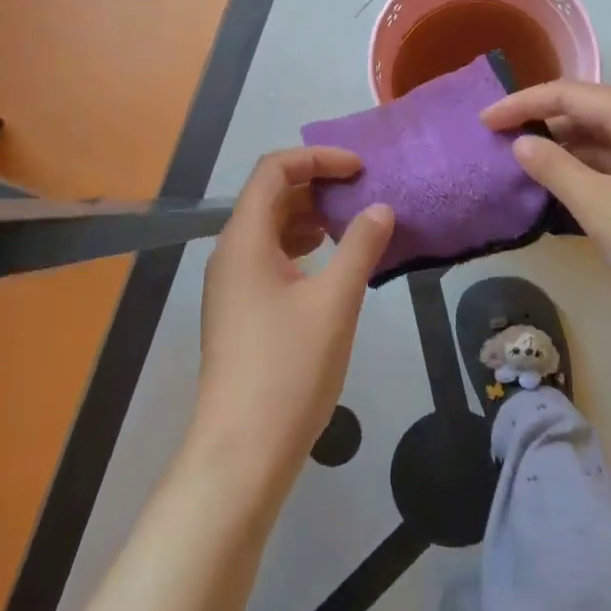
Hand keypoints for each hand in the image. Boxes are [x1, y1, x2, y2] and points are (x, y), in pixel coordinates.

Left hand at [194, 149, 393, 473]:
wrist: (243, 451)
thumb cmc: (289, 368)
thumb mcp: (335, 301)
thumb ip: (360, 246)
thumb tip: (380, 208)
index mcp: (244, 238)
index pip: (274, 169)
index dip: (317, 159)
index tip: (359, 169)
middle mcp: (230, 253)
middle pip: (269, 195)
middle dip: (316, 184)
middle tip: (362, 192)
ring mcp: (231, 284)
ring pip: (269, 227)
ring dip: (309, 216)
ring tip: (352, 224)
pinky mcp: (239, 310)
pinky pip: (269, 257)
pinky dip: (300, 246)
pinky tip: (330, 263)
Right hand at [481, 81, 610, 332]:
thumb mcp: (599, 207)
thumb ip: (554, 168)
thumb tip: (521, 143)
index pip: (571, 94)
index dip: (523, 103)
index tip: (484, 120)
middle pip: (588, 111)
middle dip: (542, 122)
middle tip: (499, 139)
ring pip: (603, 140)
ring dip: (563, 148)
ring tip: (522, 163)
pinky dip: (585, 171)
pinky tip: (561, 188)